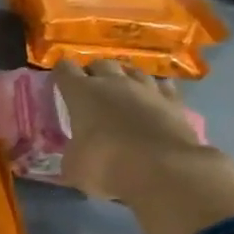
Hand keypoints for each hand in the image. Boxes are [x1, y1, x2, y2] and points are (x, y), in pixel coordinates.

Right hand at [53, 59, 207, 202]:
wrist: (165, 170)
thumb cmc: (107, 165)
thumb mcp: (73, 167)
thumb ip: (71, 154)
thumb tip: (73, 157)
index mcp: (82, 93)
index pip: (65, 70)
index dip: (61, 73)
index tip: (58, 80)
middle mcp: (114, 83)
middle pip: (101, 63)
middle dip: (93, 72)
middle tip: (90, 88)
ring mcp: (147, 89)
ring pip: (133, 71)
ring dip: (124, 77)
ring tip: (121, 90)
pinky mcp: (175, 102)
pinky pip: (162, 86)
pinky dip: (154, 90)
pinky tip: (152, 99)